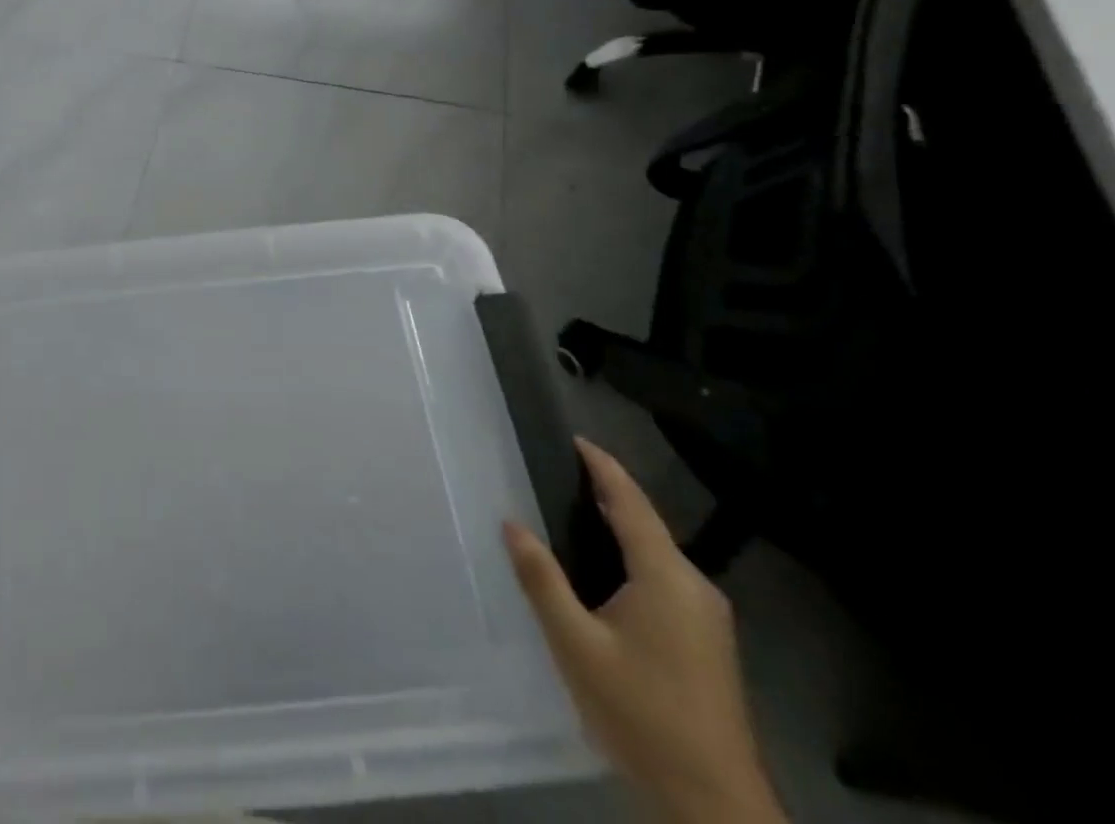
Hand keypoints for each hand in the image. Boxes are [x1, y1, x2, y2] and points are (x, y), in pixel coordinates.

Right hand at [504, 440, 785, 823]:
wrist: (713, 805)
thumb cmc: (640, 712)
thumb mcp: (576, 645)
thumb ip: (542, 579)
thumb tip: (511, 523)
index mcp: (666, 576)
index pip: (630, 502)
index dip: (602, 466)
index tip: (575, 438)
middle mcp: (695, 586)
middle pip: (647, 523)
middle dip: (606, 494)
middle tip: (560, 474)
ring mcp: (708, 617)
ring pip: (656, 553)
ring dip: (619, 528)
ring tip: (573, 514)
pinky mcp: (709, 642)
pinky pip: (664, 578)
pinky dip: (632, 557)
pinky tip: (604, 572)